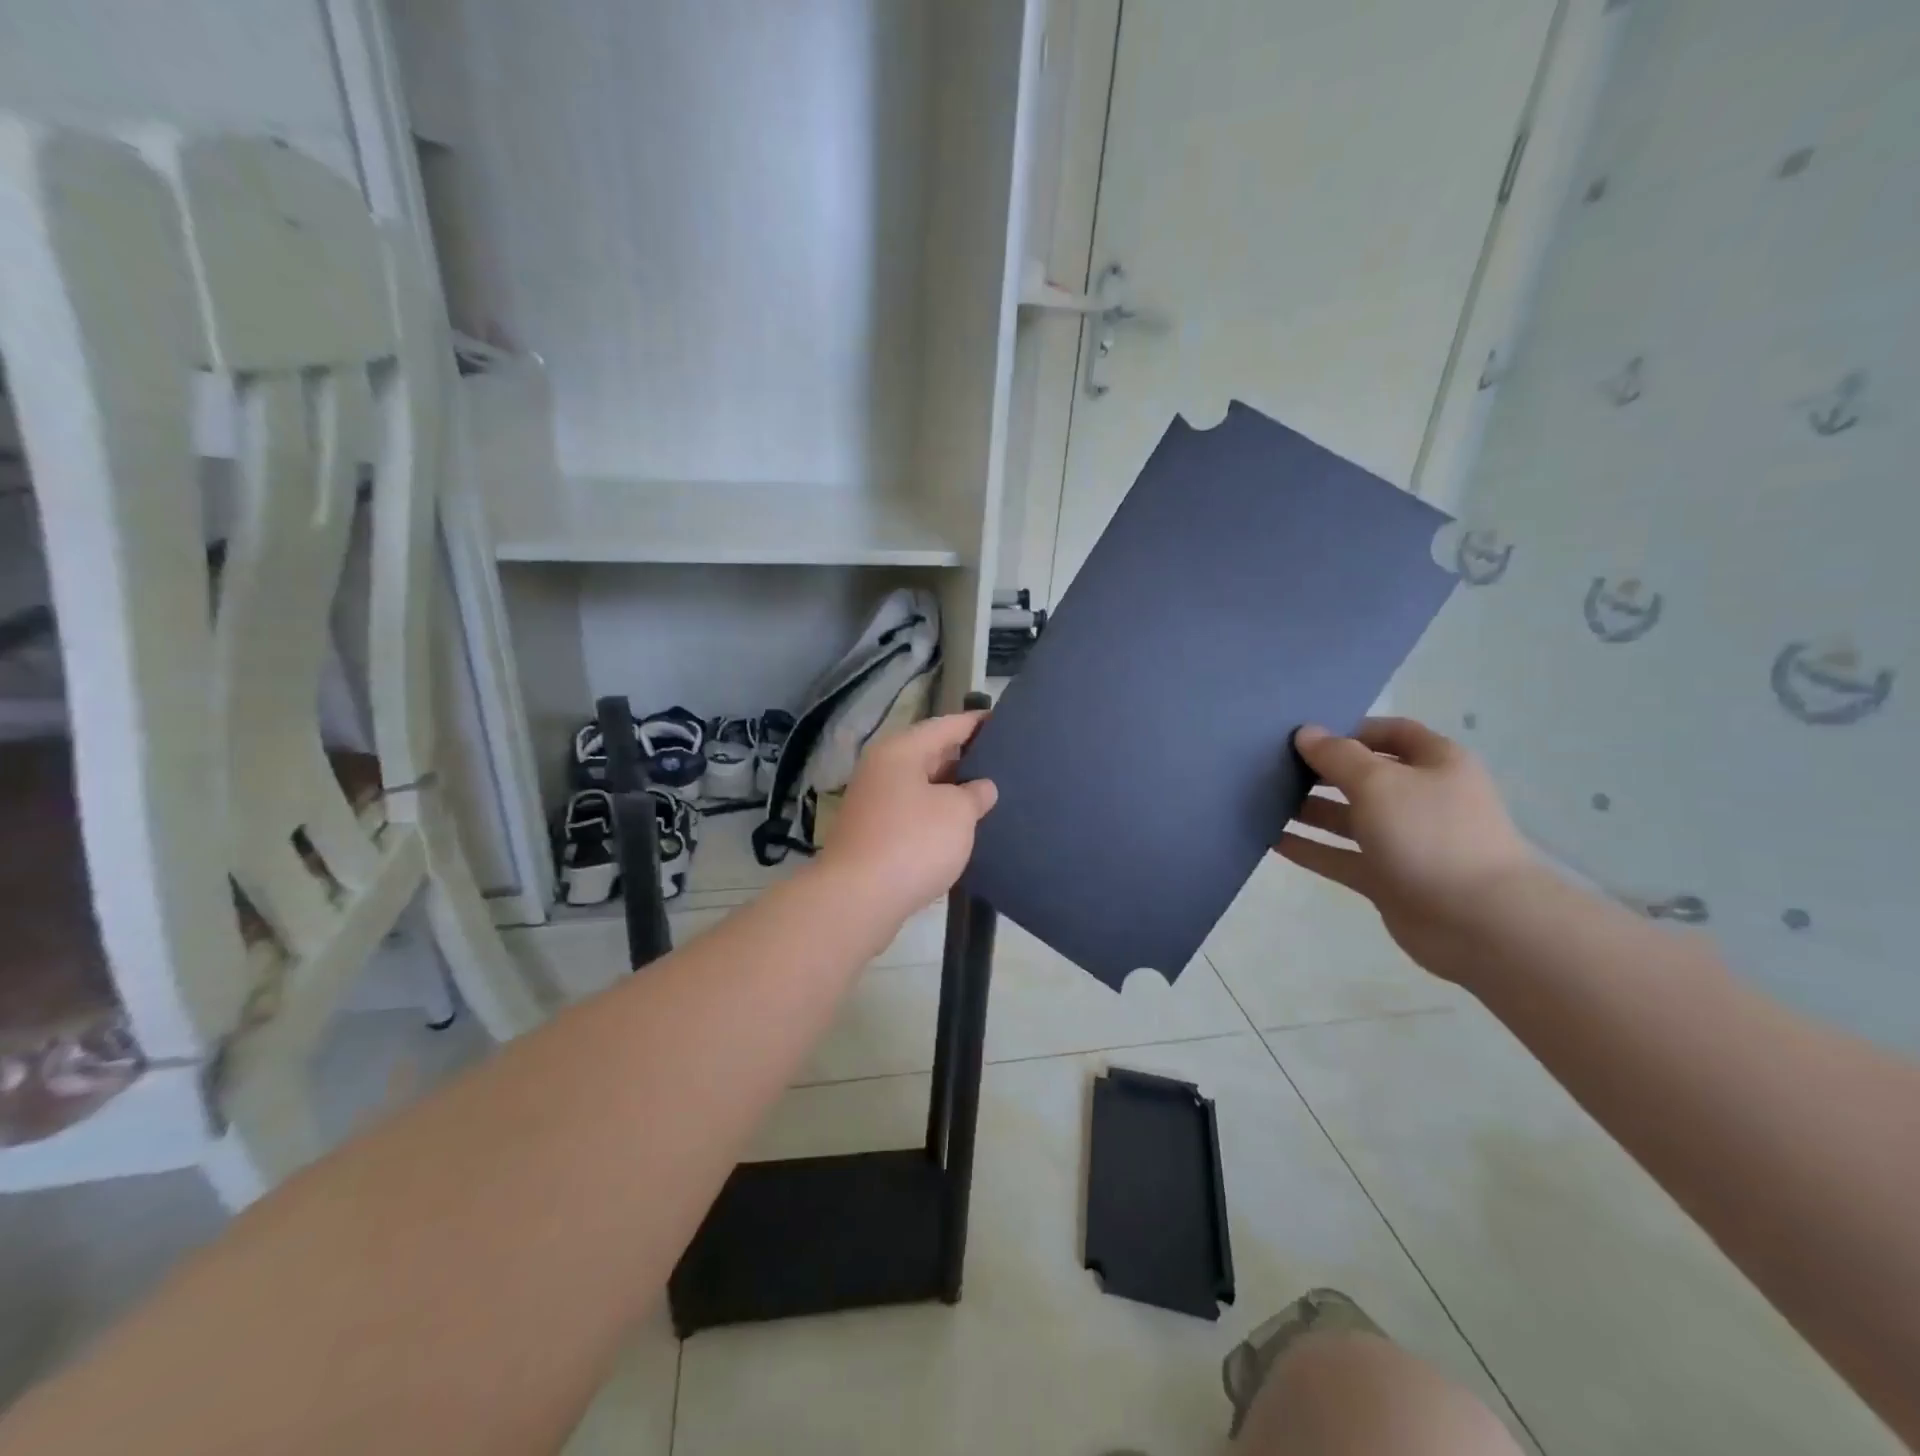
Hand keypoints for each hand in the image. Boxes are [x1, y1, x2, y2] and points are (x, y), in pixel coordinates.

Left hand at [817, 710, 998, 923]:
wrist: (857, 898)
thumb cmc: (913, 843)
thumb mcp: (957, 813)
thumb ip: (975, 794)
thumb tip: (981, 787)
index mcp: (901, 751)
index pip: (946, 725)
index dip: (977, 723)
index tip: (1004, 722)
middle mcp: (883, 769)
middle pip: (931, 753)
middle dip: (966, 758)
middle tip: (1005, 762)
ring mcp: (875, 802)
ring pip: (922, 785)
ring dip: (952, 790)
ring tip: (989, 795)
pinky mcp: (874, 833)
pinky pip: (913, 812)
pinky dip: (936, 814)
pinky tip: (961, 827)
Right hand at [1277, 717, 1539, 978]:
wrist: (1479, 922)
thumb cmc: (1431, 835)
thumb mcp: (1379, 783)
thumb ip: (1337, 756)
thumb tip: (1306, 733)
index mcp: (1436, 764)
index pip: (1391, 734)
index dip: (1351, 729)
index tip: (1306, 735)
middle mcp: (1421, 798)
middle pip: (1365, 776)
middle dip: (1322, 771)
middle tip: (1273, 767)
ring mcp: (1404, 841)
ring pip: (1348, 818)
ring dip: (1309, 810)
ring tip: (1264, 800)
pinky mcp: (1387, 878)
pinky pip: (1340, 857)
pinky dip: (1310, 848)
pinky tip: (1271, 840)